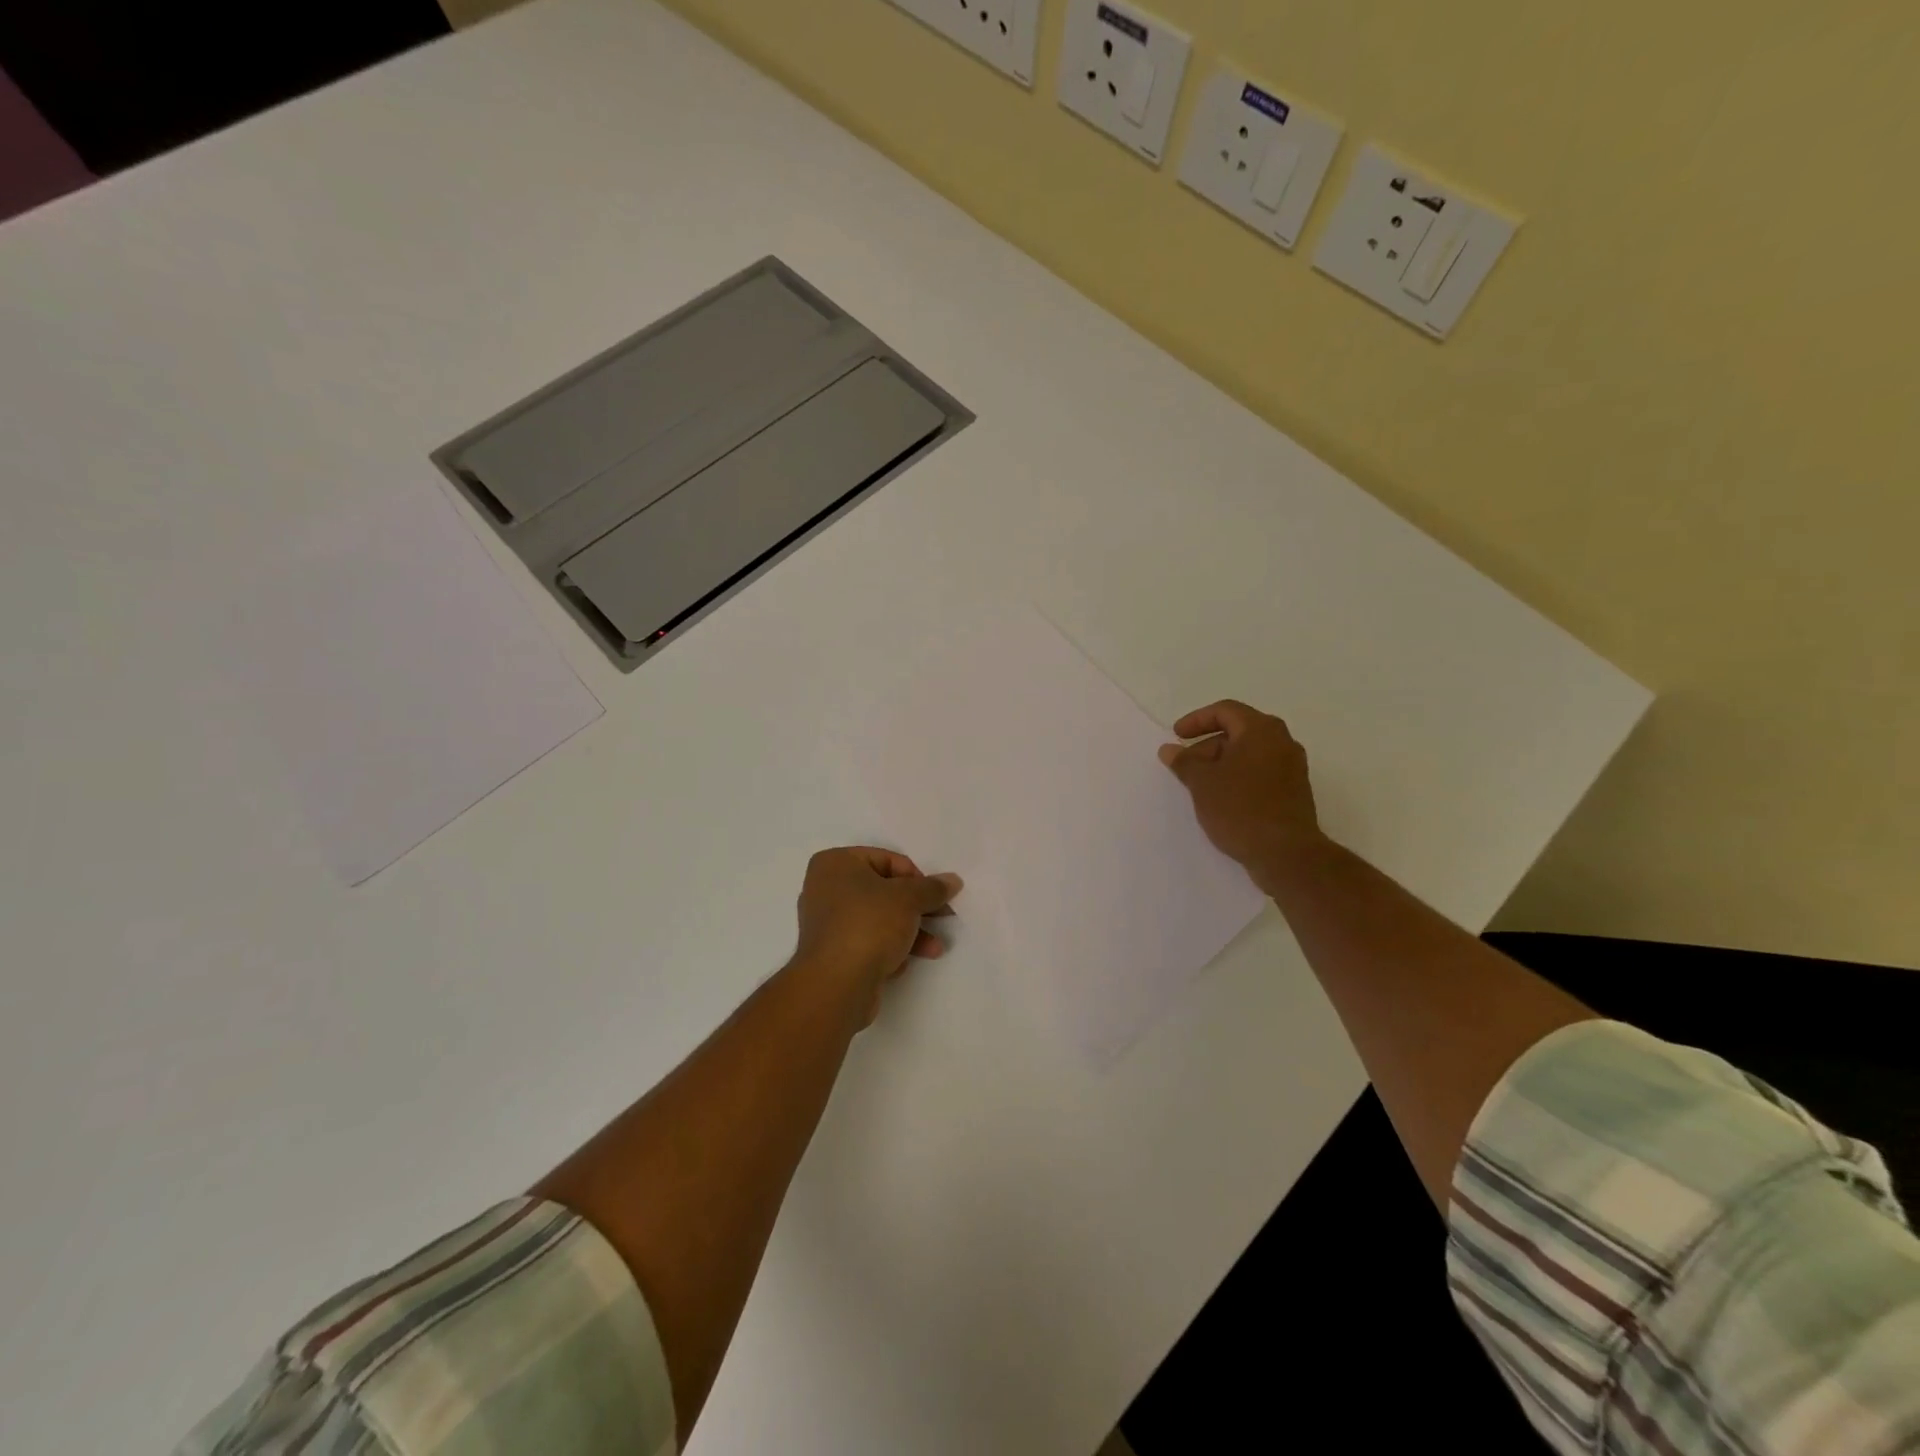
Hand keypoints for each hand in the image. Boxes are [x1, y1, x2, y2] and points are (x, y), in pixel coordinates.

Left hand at [793, 847, 963, 1024]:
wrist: (835, 985)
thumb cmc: (868, 925)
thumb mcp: (908, 899)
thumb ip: (932, 888)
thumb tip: (952, 880)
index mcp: (835, 863)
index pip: (887, 860)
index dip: (916, 878)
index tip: (935, 897)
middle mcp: (825, 888)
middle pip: (883, 890)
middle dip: (916, 907)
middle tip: (942, 918)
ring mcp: (826, 923)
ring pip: (878, 918)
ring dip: (909, 931)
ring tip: (934, 947)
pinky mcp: (832, 953)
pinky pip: (867, 941)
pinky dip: (888, 948)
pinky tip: (903, 963)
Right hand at [1159, 700, 1327, 893]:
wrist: (1285, 853)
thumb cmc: (1240, 808)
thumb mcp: (1202, 783)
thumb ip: (1184, 762)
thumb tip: (1169, 749)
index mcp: (1261, 730)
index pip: (1225, 711)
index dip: (1196, 720)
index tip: (1176, 736)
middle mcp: (1282, 742)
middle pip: (1238, 731)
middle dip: (1207, 745)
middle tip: (1185, 766)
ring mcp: (1292, 768)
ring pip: (1249, 754)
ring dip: (1221, 764)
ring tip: (1199, 785)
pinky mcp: (1294, 791)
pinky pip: (1260, 773)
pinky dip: (1238, 777)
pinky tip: (1221, 800)